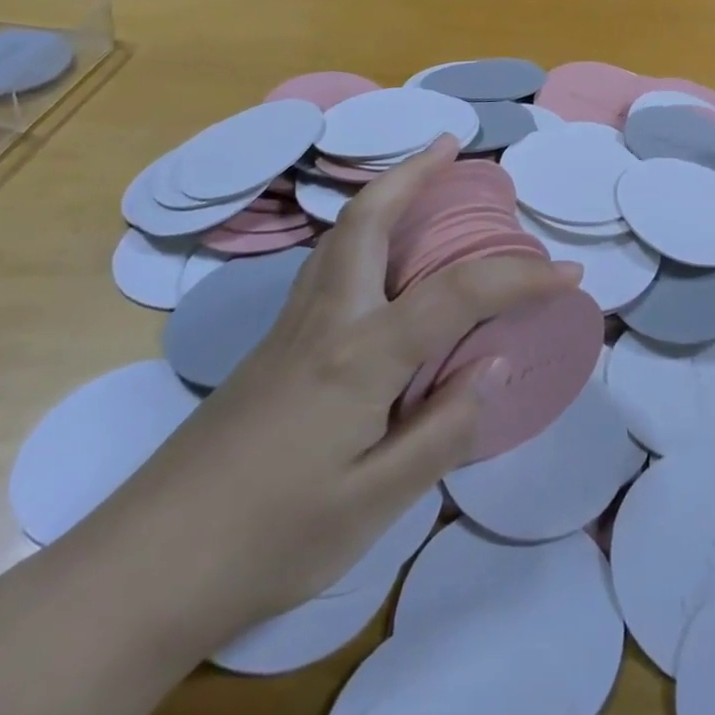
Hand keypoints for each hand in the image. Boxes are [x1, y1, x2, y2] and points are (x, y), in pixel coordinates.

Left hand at [85, 136, 578, 647]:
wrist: (144, 567)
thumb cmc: (268, 539)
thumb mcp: (372, 504)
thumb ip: (442, 430)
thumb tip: (495, 363)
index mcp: (360, 354)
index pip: (458, 295)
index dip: (521, 279)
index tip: (570, 273)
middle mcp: (326, 318)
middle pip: (368, 218)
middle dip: (413, 172)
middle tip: (452, 146)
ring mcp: (290, 327)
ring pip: (340, 233)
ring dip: (384, 193)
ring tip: (420, 182)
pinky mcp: (272, 346)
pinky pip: (327, 263)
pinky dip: (361, 232)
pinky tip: (375, 262)